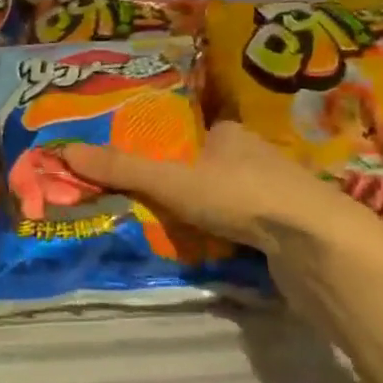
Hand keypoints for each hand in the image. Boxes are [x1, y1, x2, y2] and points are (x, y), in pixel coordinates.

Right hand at [60, 121, 382, 256]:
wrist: (317, 246)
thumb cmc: (242, 196)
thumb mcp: (172, 181)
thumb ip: (123, 169)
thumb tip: (64, 151)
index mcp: (231, 133)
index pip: (193, 132)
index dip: (167, 147)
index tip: (142, 165)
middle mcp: (256, 157)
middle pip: (210, 165)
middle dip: (184, 182)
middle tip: (148, 201)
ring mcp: (276, 195)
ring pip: (230, 197)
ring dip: (207, 211)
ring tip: (172, 229)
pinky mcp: (287, 230)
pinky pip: (247, 227)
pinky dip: (228, 235)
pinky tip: (212, 249)